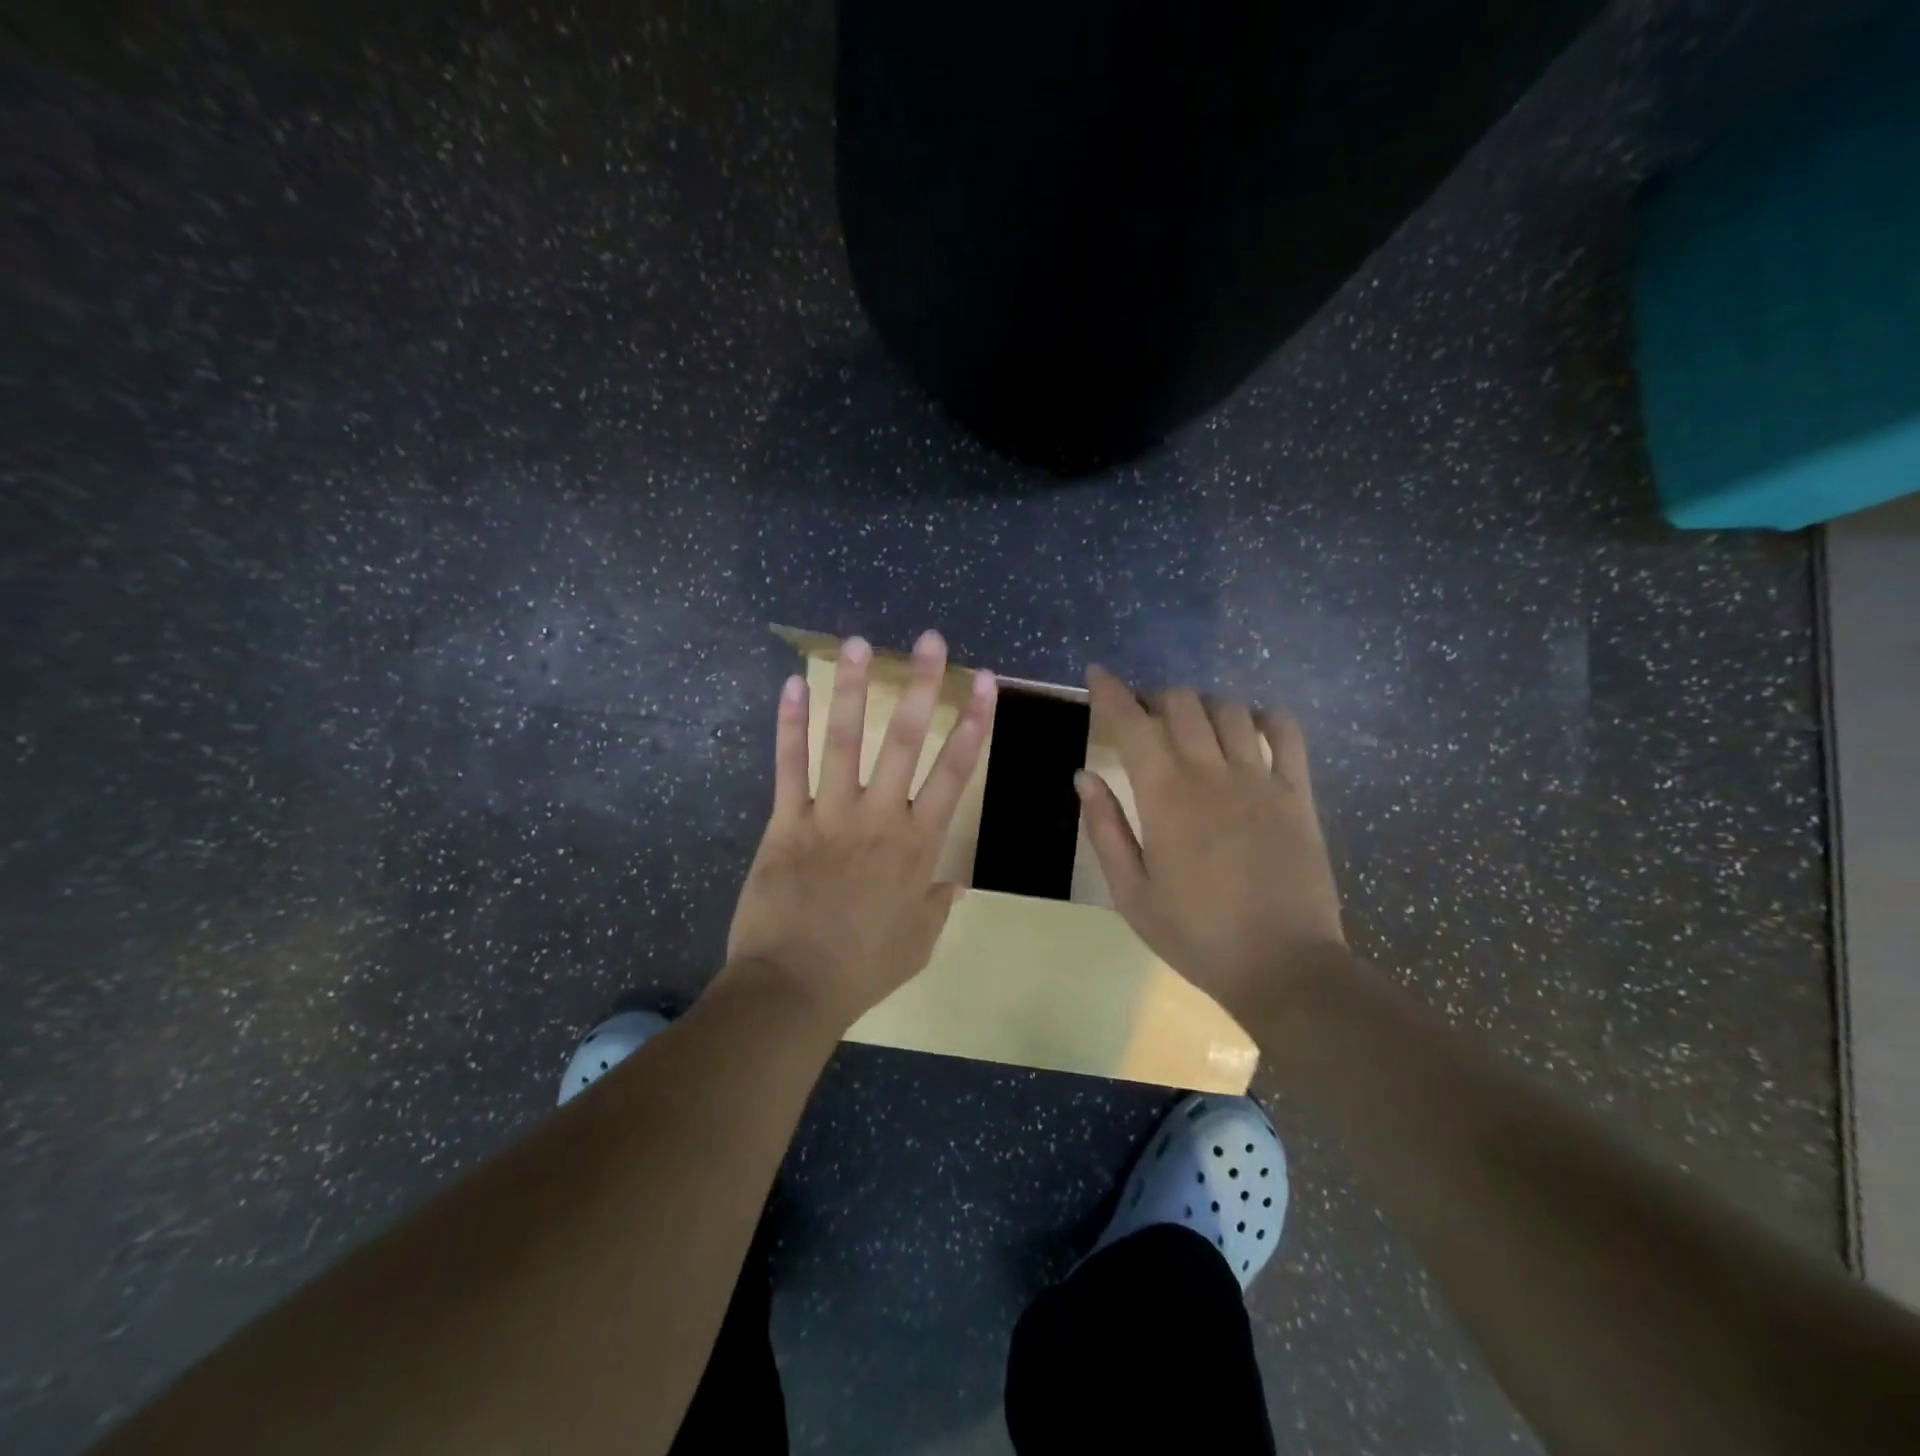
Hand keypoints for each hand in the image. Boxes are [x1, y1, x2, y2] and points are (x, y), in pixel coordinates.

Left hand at [724, 631, 997, 1030]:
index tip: (984, 684)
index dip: (973, 724)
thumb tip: (953, 878)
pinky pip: (788, 766)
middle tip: (931, 640)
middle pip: (904, 741)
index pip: (954, 772)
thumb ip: (937, 902)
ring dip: (852, 688)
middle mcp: (878, 817)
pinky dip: (790, 724)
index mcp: (918, 845)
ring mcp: (829, 814)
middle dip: (921, 686)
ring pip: (844, 740)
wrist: (793, 987)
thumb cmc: (863, 968)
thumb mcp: (918, 940)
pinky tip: (793, 685)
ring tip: (858, 643)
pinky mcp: (785, 821)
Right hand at [1077, 665, 1345, 1013]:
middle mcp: (1212, 774)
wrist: (1284, 967)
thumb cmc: (1197, 936)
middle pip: (1181, 703)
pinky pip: (1286, 732)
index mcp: (1165, 797)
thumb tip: (1084, 777)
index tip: (1097, 674)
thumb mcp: (1131, 893)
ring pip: (1229, 709)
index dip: (1110, 692)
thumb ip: (1106, 829)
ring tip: (1191, 724)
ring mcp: (1261, 779)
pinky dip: (1263, 717)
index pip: (1131, 724)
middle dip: (1154, 697)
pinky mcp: (1298, 793)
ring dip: (1202, 705)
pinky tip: (1249, 728)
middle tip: (1143, 717)